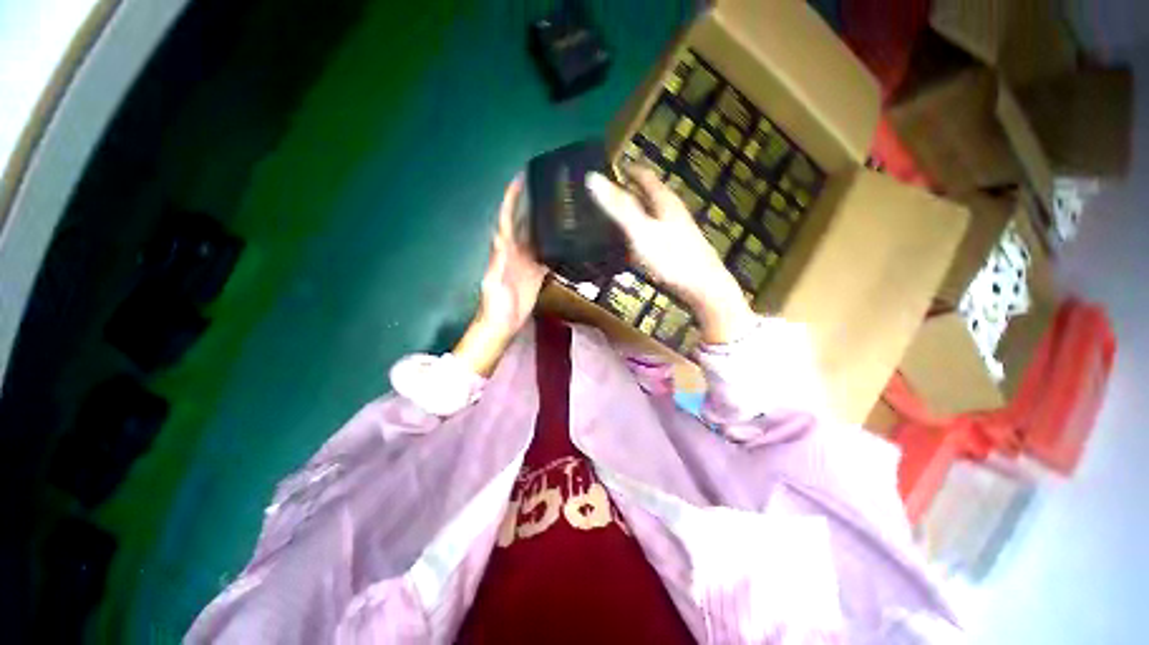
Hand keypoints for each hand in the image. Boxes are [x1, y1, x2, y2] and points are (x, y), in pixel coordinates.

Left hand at [454, 176, 547, 375]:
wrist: (502, 325)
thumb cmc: (494, 306)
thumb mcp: (493, 282)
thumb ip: (498, 261)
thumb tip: (501, 236)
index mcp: (505, 249)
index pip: (508, 218)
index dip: (512, 198)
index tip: (520, 178)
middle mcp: (518, 251)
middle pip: (526, 222)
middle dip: (533, 203)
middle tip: (551, 187)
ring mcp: (529, 262)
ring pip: (539, 237)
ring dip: (547, 222)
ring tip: (563, 207)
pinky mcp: (538, 274)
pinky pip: (548, 255)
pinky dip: (556, 246)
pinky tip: (568, 239)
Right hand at [586, 166, 752, 343]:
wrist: (704, 288)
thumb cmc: (671, 258)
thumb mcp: (640, 231)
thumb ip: (618, 207)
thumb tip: (592, 178)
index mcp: (664, 201)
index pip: (645, 176)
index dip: (628, 170)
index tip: (611, 169)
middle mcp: (672, 212)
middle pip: (648, 195)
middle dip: (629, 192)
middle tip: (607, 195)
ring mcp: (677, 231)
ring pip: (652, 214)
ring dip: (635, 213)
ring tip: (615, 219)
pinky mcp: (677, 249)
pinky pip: (654, 233)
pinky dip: (641, 232)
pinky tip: (633, 245)